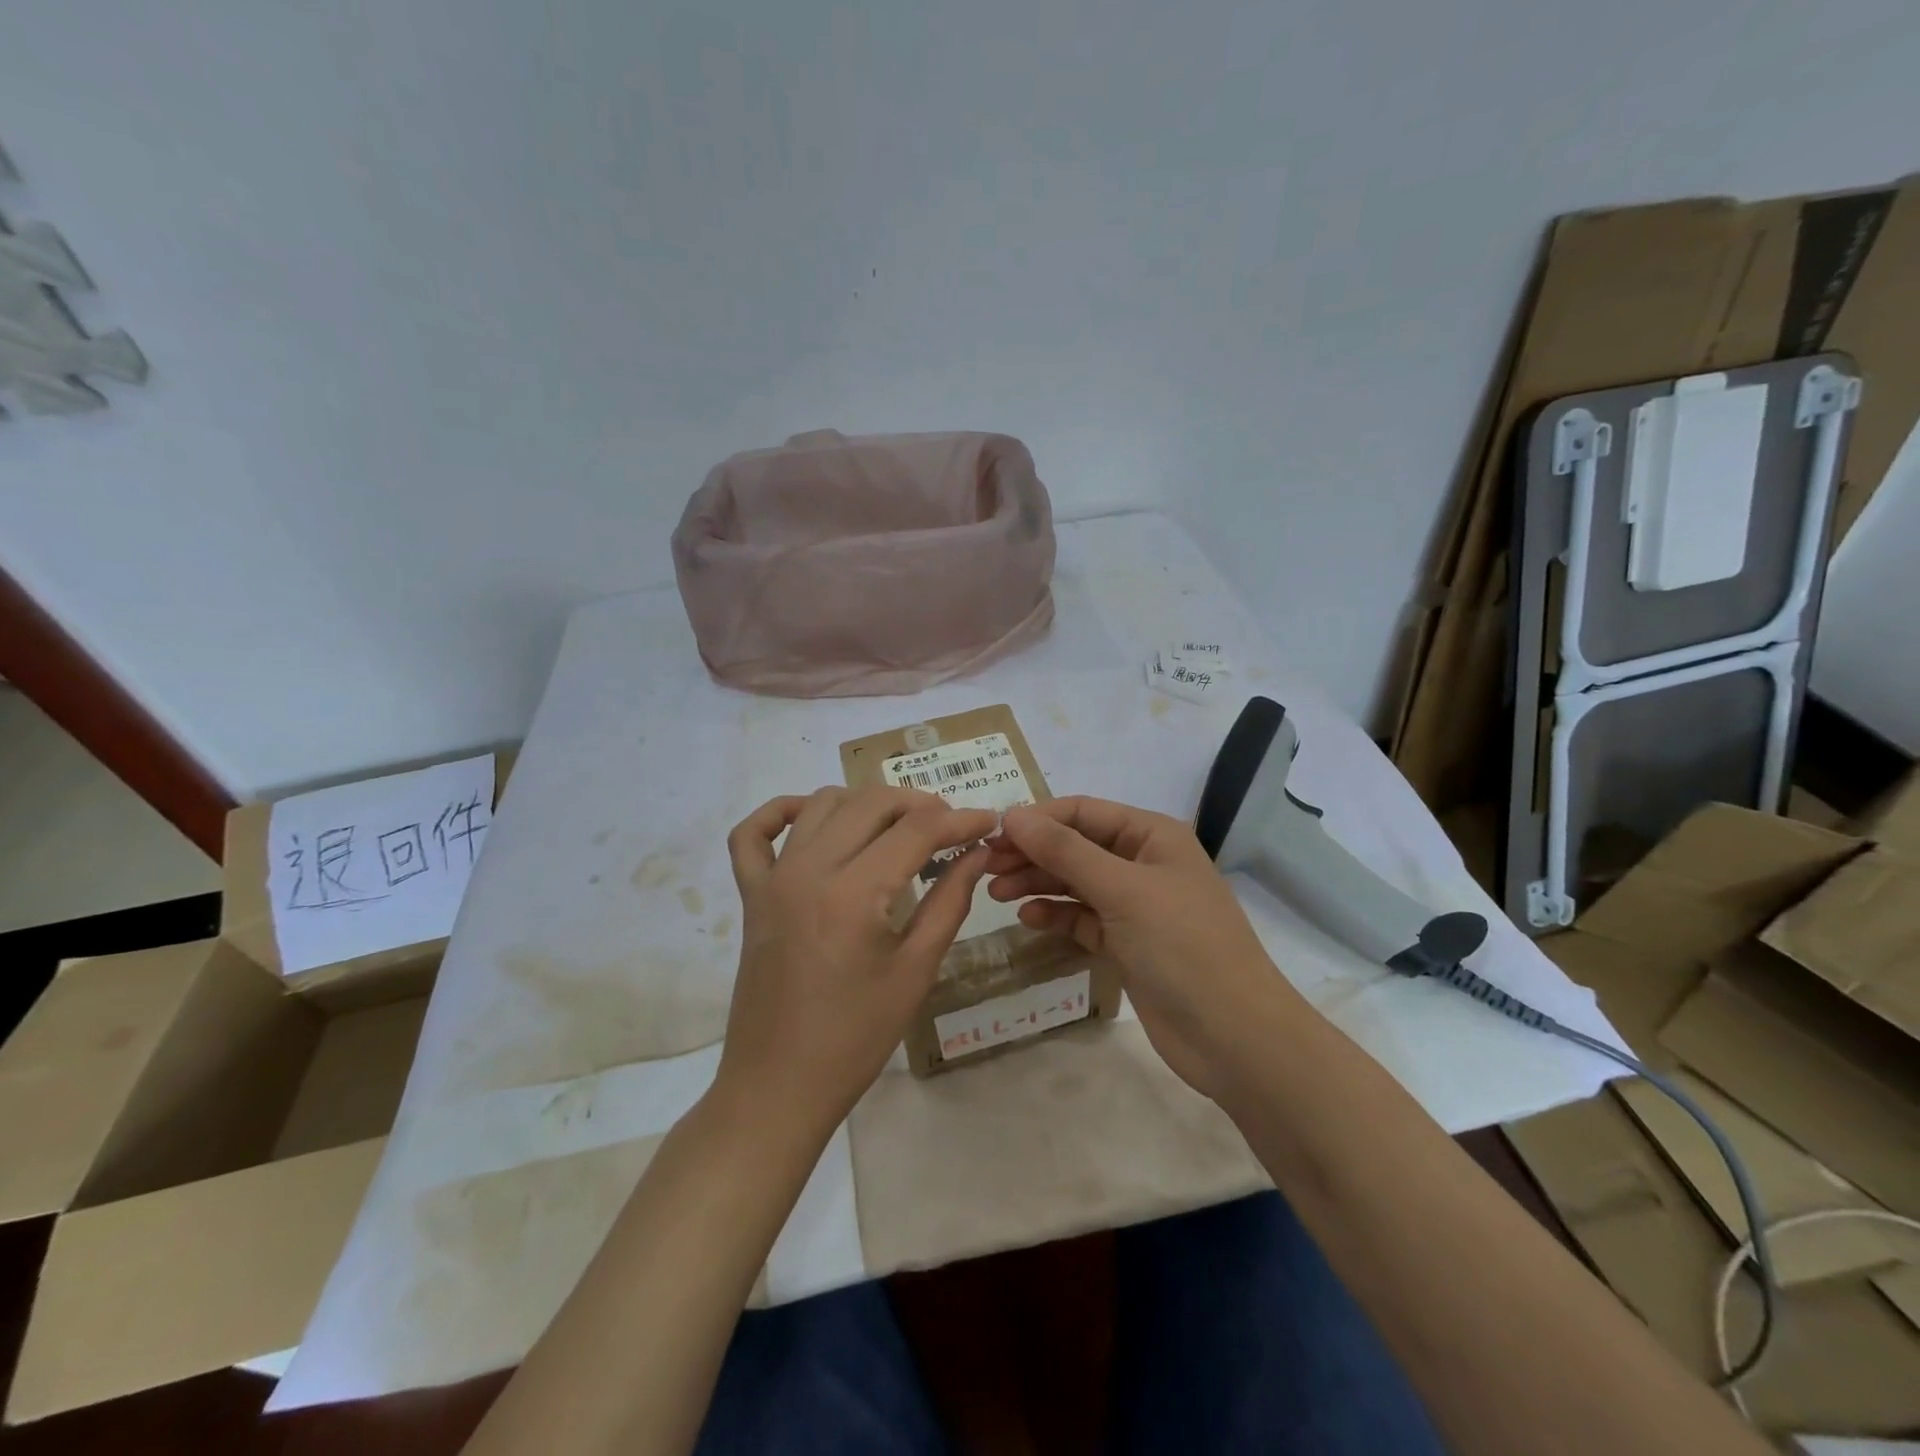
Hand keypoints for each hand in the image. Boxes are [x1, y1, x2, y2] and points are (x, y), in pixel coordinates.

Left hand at [717, 785, 997, 1135]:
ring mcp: (772, 878)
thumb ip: (949, 901)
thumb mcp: (916, 971)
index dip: (961, 819)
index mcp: (854, 894)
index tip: (990, 821)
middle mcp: (809, 870)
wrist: (778, 1085)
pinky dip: (781, 811)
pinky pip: (752, 833)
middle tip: (950, 826)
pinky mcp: (751, 894)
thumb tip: (978, 852)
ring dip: (865, 803)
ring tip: (898, 827)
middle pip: (871, 803)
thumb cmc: (856, 1037)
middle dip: (919, 804)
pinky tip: (813, 821)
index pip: (917, 830)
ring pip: (821, 804)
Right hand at [984, 797, 1299, 1098]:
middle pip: (1076, 846)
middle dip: (1032, 853)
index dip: (1038, 819)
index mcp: (1152, 836)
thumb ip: (1065, 851)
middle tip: (985, 868)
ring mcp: (1135, 906)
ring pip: (1075, 883)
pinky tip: (1027, 919)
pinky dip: (1056, 916)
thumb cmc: (1182, 946)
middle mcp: (1143, 863)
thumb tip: (1013, 815)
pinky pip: (1082, 918)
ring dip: (1038, 884)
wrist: (1233, 1036)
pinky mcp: (1127, 943)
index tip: (992, 834)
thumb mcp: (1121, 890)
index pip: (1084, 811)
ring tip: (996, 894)